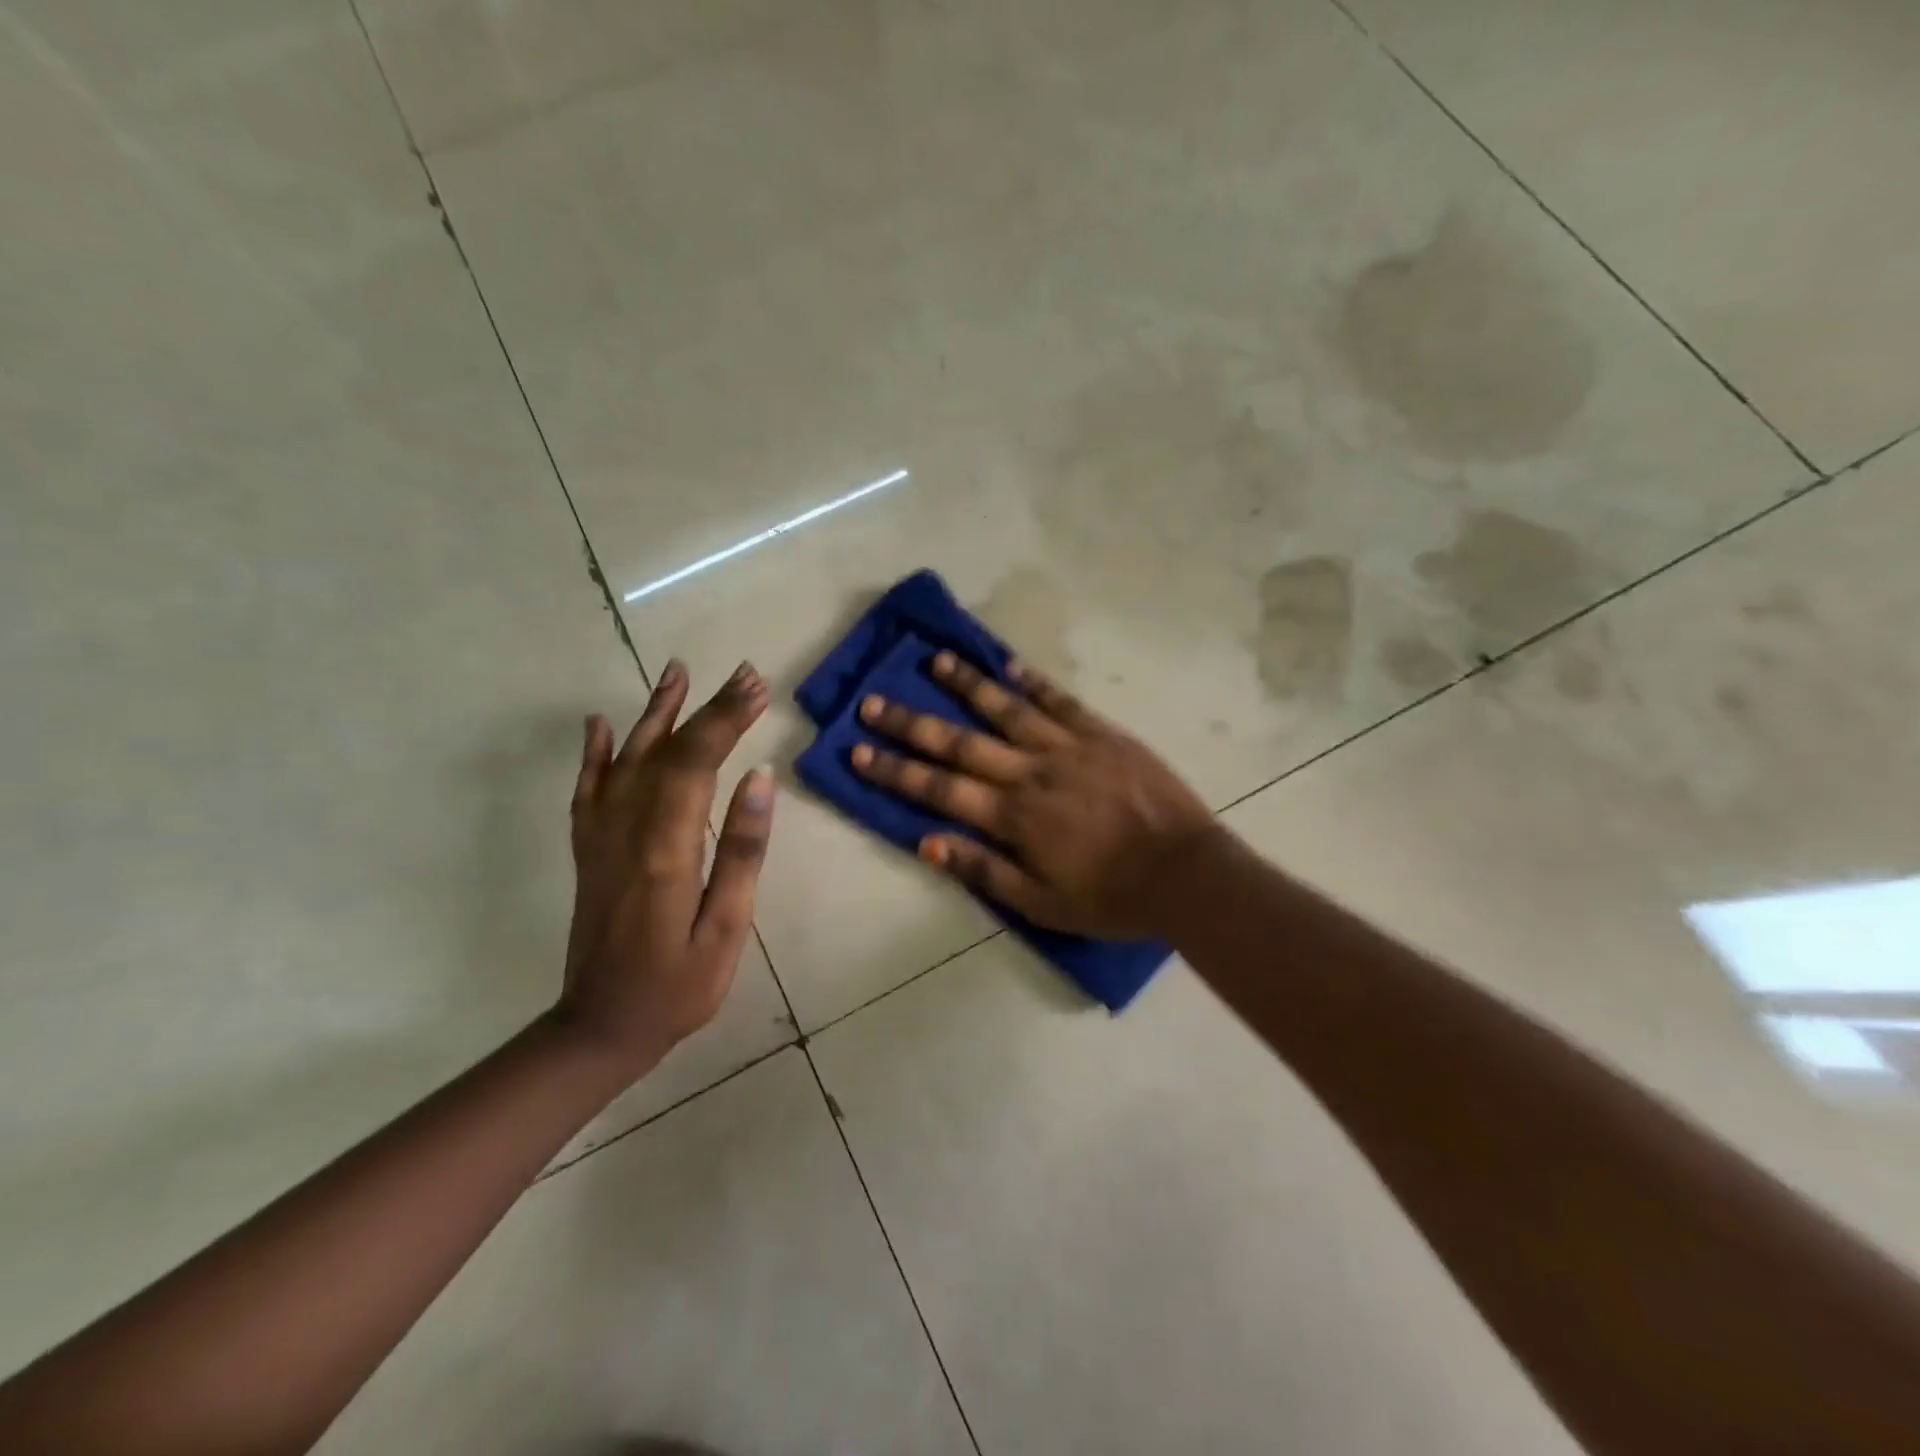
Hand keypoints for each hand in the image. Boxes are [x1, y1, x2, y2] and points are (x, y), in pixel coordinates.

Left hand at [557, 659, 773, 1078]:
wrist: (600, 1028)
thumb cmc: (678, 986)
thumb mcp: (727, 928)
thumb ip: (742, 851)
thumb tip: (760, 778)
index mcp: (666, 847)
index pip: (697, 762)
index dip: (726, 719)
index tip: (757, 687)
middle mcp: (626, 829)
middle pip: (668, 751)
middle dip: (708, 708)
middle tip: (744, 675)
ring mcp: (600, 837)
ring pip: (626, 759)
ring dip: (655, 713)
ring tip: (677, 672)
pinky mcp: (588, 850)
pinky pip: (587, 790)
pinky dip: (594, 753)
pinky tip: (599, 724)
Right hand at [850, 653, 1213, 938]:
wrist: (1187, 872)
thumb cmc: (1112, 897)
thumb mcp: (1042, 904)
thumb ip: (984, 871)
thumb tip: (928, 843)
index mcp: (1014, 817)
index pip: (940, 790)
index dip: (895, 770)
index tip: (858, 750)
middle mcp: (1031, 773)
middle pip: (960, 743)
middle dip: (912, 723)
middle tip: (874, 702)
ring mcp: (1068, 747)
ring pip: (1007, 709)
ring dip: (967, 685)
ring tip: (935, 660)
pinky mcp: (1102, 733)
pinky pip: (1060, 700)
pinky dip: (1032, 680)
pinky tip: (1007, 663)